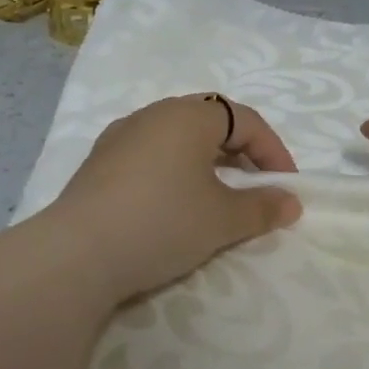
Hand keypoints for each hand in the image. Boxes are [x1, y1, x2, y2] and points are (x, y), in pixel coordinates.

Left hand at [52, 95, 302, 303]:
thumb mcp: (222, 219)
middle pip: (211, 121)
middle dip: (241, 152)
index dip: (273, 151)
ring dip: (206, 161)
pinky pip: (150, 154)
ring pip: (177, 137)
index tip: (286, 188)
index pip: (246, 120)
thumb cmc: (162, 223)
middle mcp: (154, 113)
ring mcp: (121, 135)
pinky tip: (172, 203)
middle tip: (254, 187)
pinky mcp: (98, 162)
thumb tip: (291, 203)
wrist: (76, 254)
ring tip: (216, 196)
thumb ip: (262, 207)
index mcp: (189, 115)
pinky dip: (174, 170)